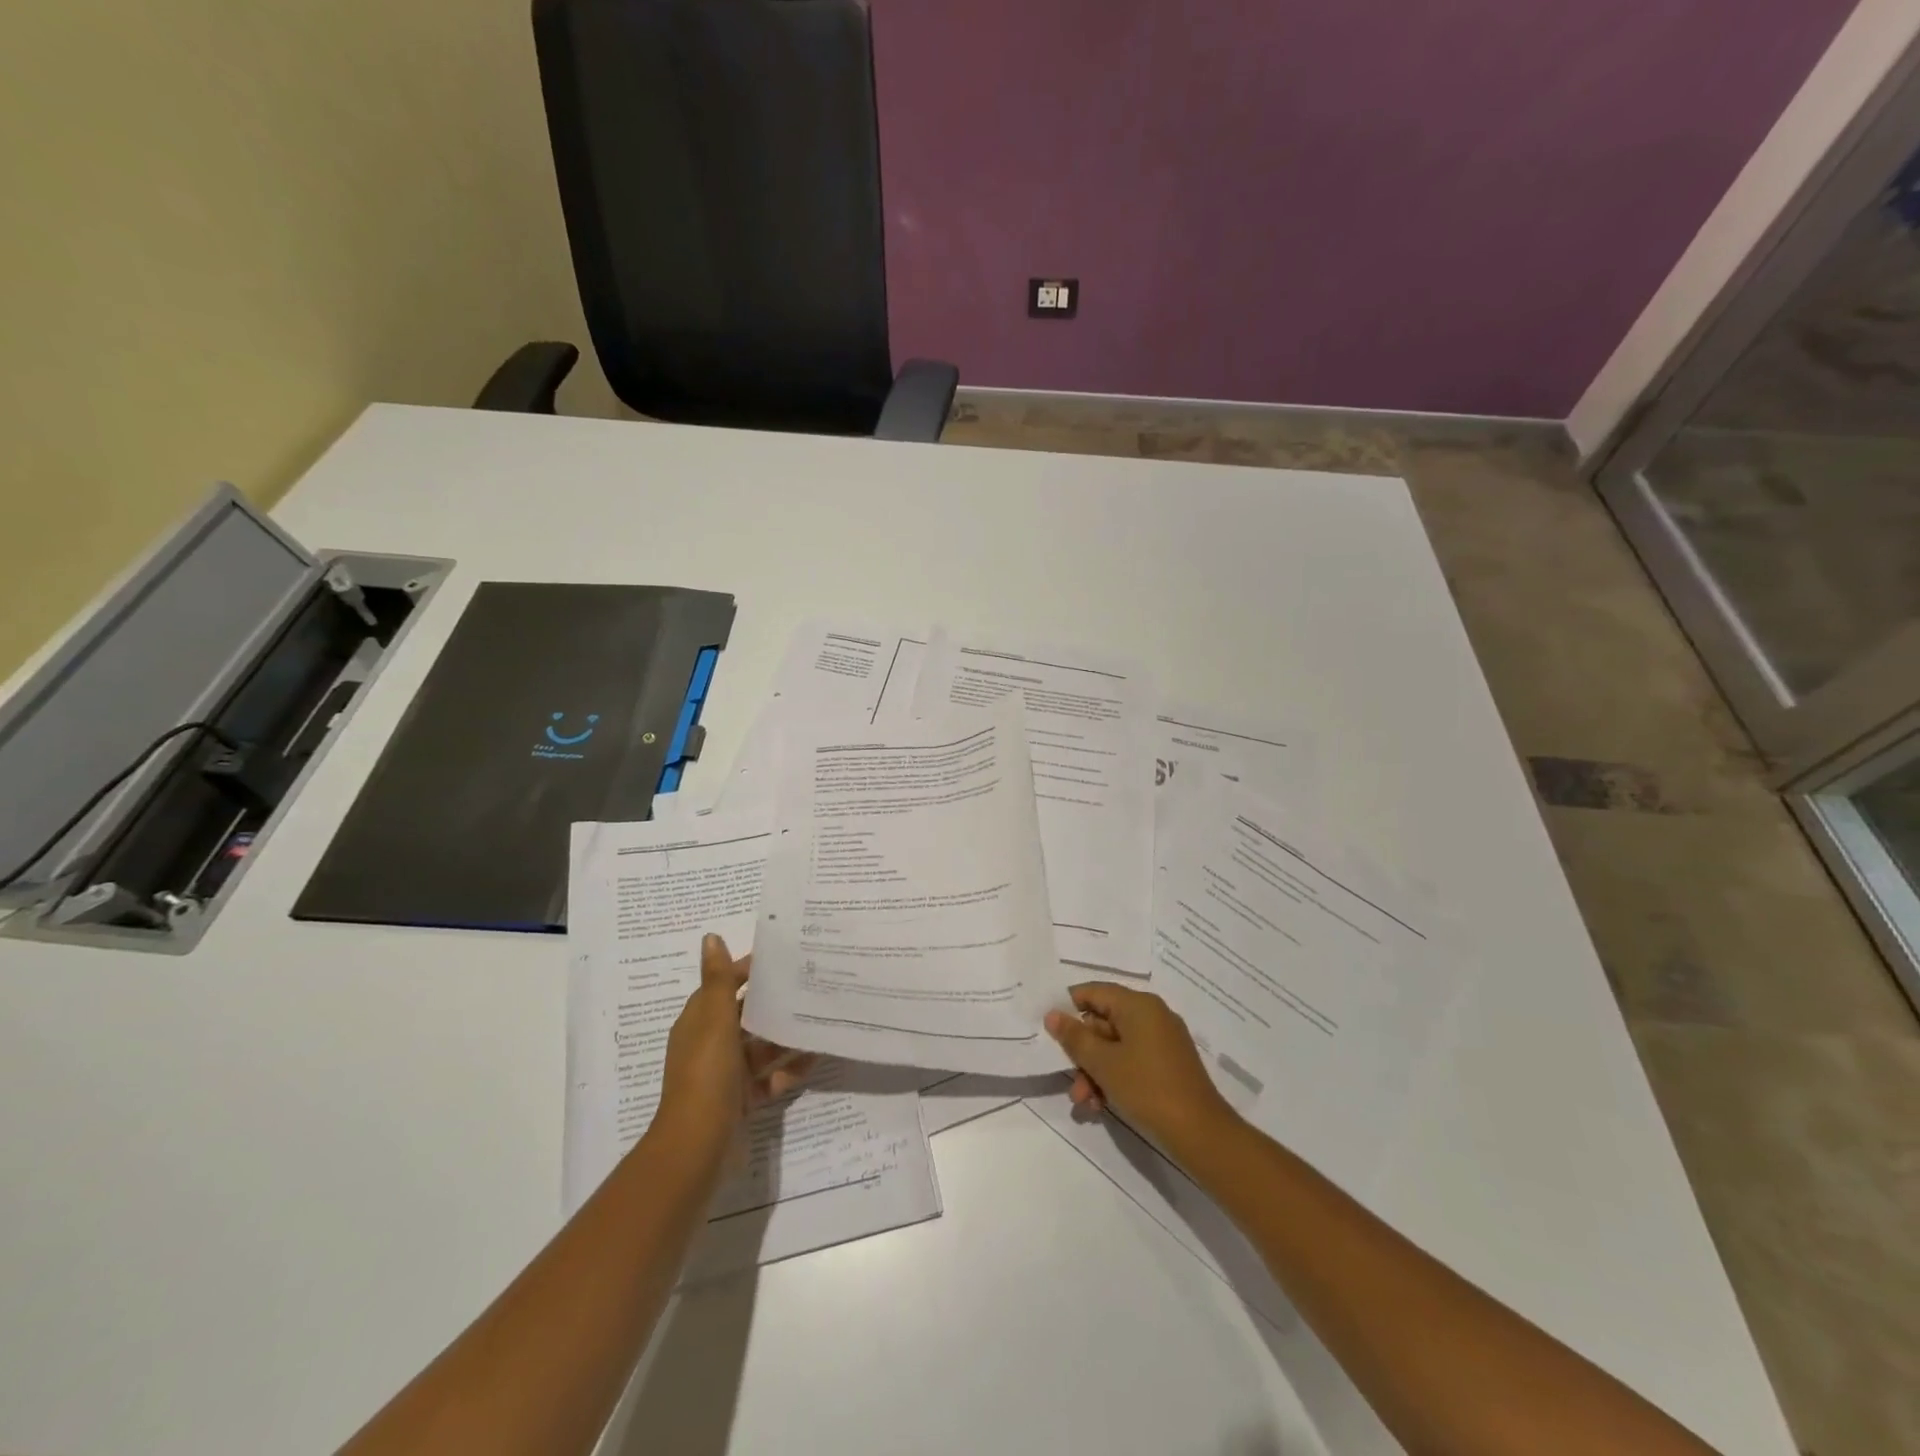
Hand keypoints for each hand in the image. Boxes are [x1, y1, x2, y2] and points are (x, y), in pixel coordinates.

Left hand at [657, 934, 811, 1158]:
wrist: (698, 1148)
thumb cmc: (705, 1075)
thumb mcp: (714, 1021)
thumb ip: (719, 980)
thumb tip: (710, 937)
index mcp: (699, 1023)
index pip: (725, 986)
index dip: (749, 972)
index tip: (783, 958)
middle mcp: (711, 1045)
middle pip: (746, 1016)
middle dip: (774, 1002)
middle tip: (811, 983)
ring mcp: (726, 1075)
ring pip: (762, 1048)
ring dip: (786, 1036)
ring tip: (820, 1017)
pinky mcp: (742, 1100)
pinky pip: (771, 1078)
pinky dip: (790, 1069)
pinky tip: (816, 1057)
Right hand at [1045, 983, 1235, 1159]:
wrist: (1200, 1134)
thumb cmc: (1147, 1088)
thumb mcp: (1103, 1063)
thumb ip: (1075, 1037)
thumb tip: (1053, 1014)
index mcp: (1139, 1005)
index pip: (1094, 991)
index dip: (1068, 1007)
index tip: (1049, 1029)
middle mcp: (1152, 1015)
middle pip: (1103, 1022)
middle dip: (1083, 1053)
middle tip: (1069, 1080)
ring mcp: (1162, 1041)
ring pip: (1115, 1047)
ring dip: (1094, 1072)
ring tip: (1084, 1102)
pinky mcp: (1167, 1065)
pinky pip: (1132, 1061)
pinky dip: (1114, 1078)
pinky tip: (1100, 1105)